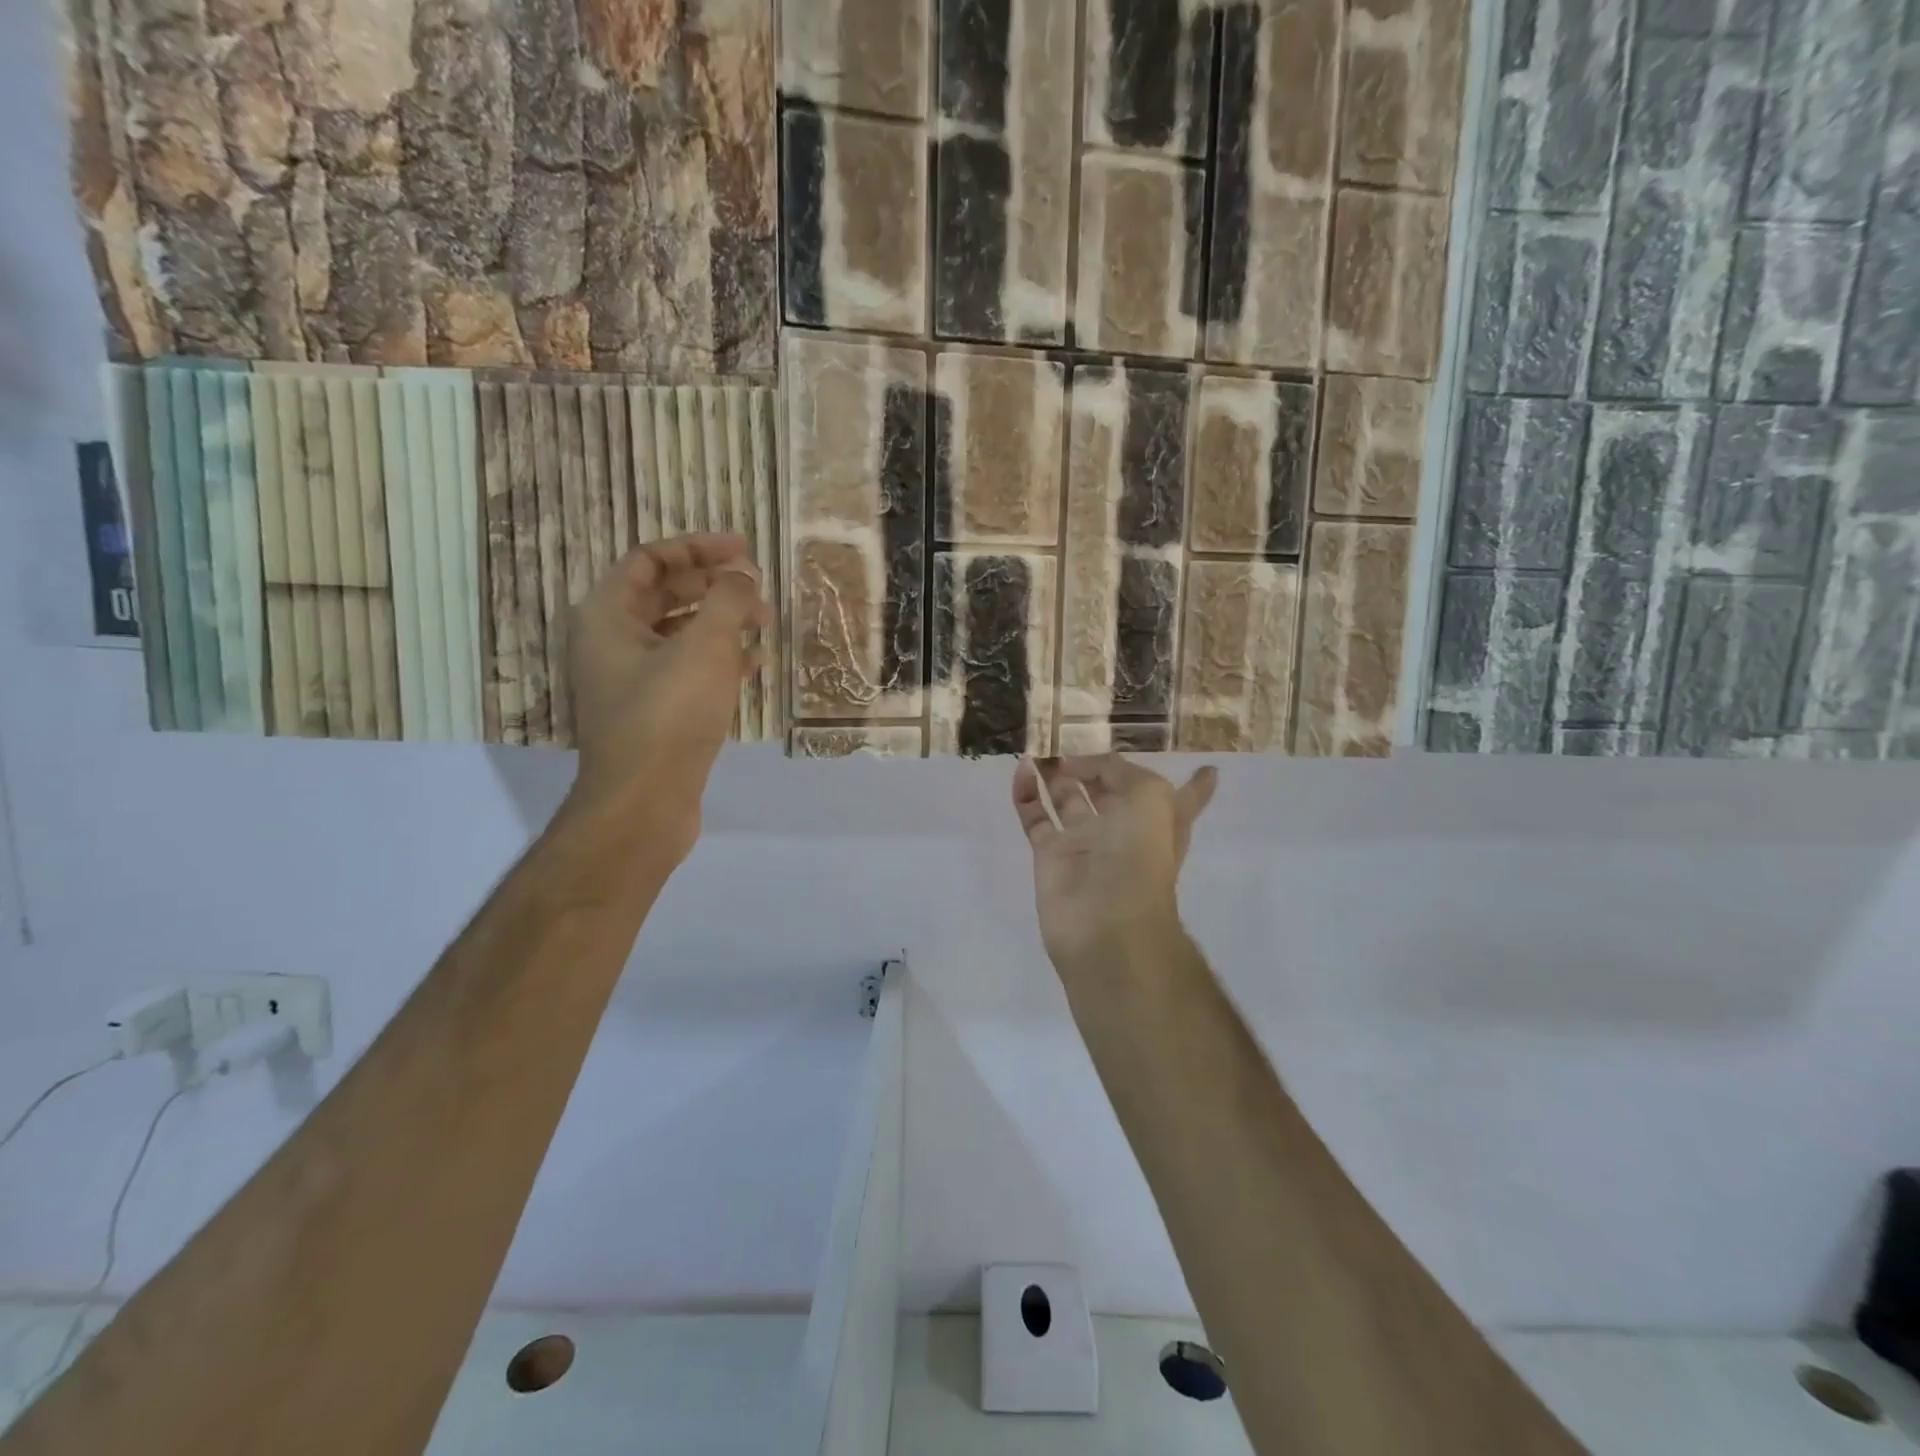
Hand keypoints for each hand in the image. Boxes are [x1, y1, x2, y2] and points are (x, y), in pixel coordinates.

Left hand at [565, 533, 771, 858]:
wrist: (643, 803)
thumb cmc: (668, 715)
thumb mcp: (705, 648)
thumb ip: (728, 601)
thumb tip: (743, 577)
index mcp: (607, 616)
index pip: (650, 560)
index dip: (697, 549)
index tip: (742, 548)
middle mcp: (612, 643)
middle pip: (666, 596)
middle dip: (715, 587)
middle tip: (758, 587)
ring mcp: (632, 681)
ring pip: (681, 635)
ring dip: (723, 623)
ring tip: (766, 623)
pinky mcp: (654, 713)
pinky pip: (688, 670)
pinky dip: (720, 660)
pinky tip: (756, 664)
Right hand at [1011, 754, 1217, 975]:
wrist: (1104, 921)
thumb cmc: (1139, 855)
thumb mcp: (1149, 797)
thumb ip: (1118, 770)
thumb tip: (1081, 765)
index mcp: (1158, 819)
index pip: (1184, 798)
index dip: (1196, 785)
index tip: (1209, 768)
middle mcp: (1122, 828)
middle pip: (1109, 791)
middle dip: (1095, 768)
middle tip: (1070, 738)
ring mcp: (1084, 841)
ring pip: (1066, 799)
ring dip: (1055, 774)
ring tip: (1041, 749)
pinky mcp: (1050, 853)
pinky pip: (1035, 815)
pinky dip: (1026, 793)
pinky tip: (1023, 769)